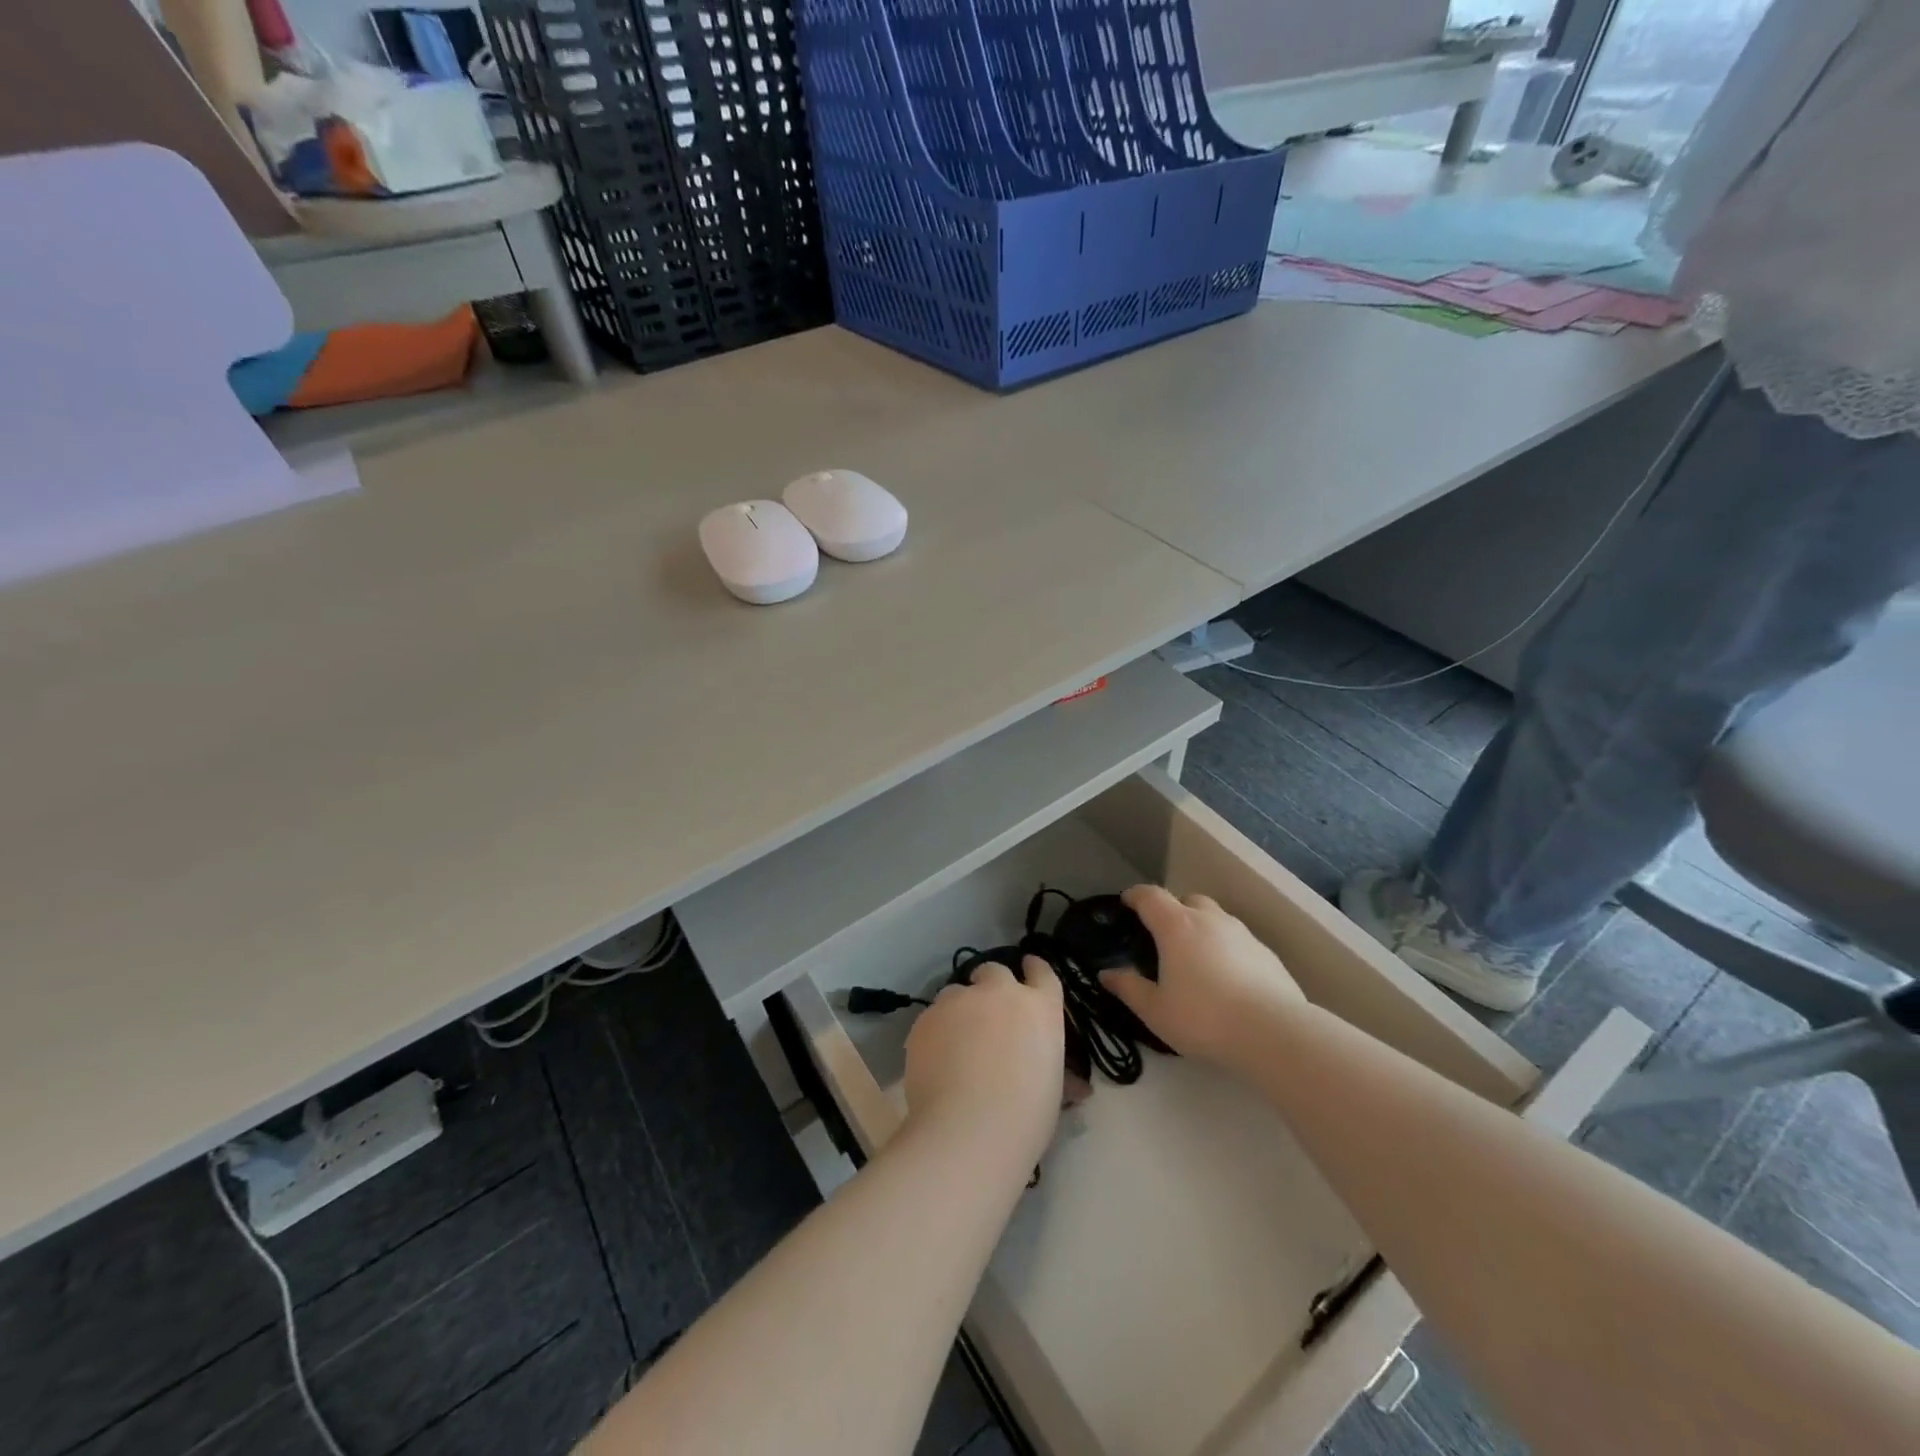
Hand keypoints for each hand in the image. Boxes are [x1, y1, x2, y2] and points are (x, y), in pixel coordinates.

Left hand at [903, 957, 1063, 1171]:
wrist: (968, 1130)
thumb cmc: (1025, 1116)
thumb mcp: (1052, 1089)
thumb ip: (1053, 1069)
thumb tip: (1076, 1087)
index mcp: (1039, 1007)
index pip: (1042, 972)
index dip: (1034, 969)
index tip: (1029, 967)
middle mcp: (1000, 993)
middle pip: (994, 971)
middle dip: (991, 986)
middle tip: (988, 1013)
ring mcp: (959, 1001)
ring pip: (957, 992)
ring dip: (960, 1009)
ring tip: (956, 1042)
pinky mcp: (926, 1018)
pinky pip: (932, 1017)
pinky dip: (936, 1032)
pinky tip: (935, 1061)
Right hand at [1100, 885, 1302, 1068]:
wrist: (1274, 1032)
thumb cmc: (1204, 1018)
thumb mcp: (1156, 1011)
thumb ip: (1129, 988)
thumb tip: (1107, 974)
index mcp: (1176, 926)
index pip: (1150, 896)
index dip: (1135, 896)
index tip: (1127, 902)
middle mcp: (1210, 920)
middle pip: (1187, 900)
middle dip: (1172, 910)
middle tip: (1163, 936)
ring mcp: (1243, 934)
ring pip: (1216, 918)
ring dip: (1202, 928)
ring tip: (1196, 959)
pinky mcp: (1267, 954)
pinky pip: (1238, 941)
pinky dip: (1227, 949)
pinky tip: (1228, 979)